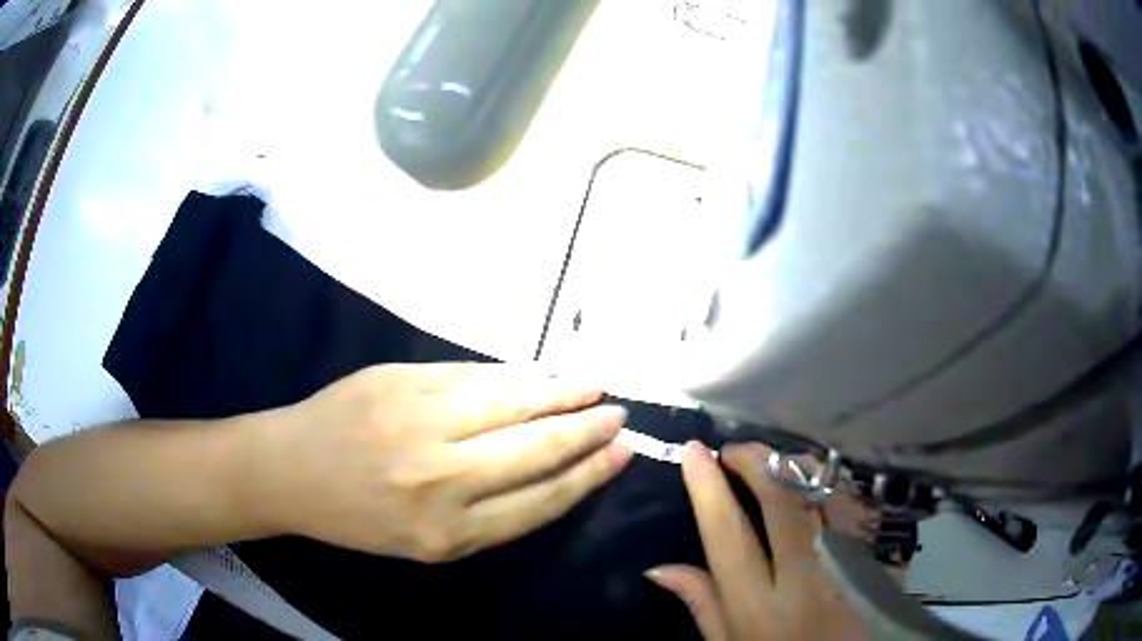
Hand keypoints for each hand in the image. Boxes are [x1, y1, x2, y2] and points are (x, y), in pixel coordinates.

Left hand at [261, 363, 632, 561]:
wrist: (290, 470)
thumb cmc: (359, 517)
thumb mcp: (427, 541)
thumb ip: (490, 513)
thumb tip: (551, 468)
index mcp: (451, 533)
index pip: (543, 499)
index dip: (590, 473)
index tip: (623, 452)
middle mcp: (443, 479)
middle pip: (537, 448)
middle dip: (586, 429)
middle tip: (618, 414)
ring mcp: (420, 421)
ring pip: (512, 401)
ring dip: (560, 392)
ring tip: (592, 386)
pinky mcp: (402, 380)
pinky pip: (474, 374)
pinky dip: (514, 374)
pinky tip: (538, 374)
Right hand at [646, 442, 865, 639]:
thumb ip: (701, 604)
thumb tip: (658, 568)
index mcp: (756, 607)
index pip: (728, 537)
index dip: (709, 490)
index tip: (694, 453)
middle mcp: (800, 581)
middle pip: (781, 504)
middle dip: (756, 463)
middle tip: (733, 450)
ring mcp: (839, 566)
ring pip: (817, 498)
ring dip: (789, 468)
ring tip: (767, 461)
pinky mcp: (863, 559)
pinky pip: (841, 508)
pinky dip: (819, 485)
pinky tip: (805, 480)